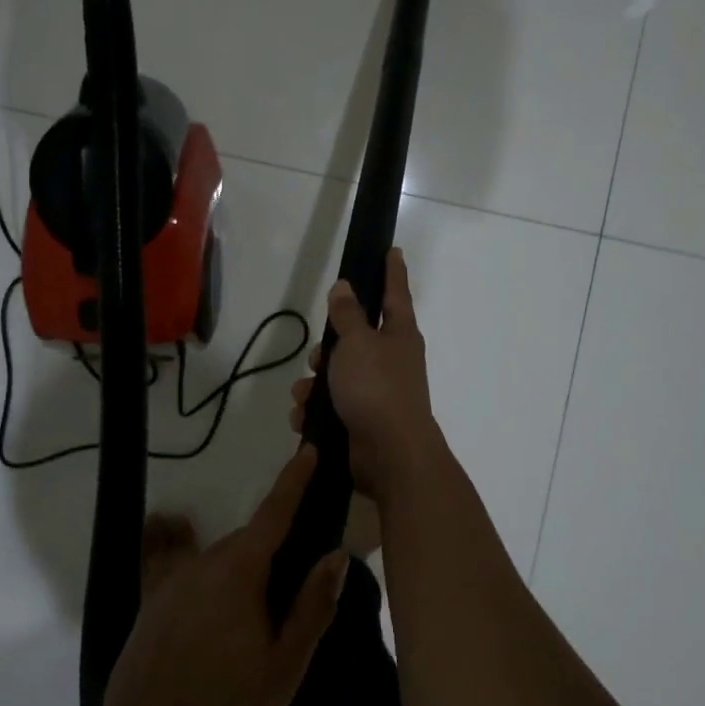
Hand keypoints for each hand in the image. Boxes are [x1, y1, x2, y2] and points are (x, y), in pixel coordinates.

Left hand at [100, 448, 348, 705]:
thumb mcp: (282, 668)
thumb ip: (310, 607)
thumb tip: (335, 554)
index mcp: (239, 574)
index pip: (274, 514)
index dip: (294, 481)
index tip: (308, 451)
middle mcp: (203, 563)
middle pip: (248, 541)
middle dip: (273, 551)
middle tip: (293, 591)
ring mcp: (171, 581)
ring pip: (217, 557)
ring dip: (239, 567)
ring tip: (249, 612)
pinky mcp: (150, 602)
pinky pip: (171, 561)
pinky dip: (179, 544)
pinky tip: (174, 535)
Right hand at [290, 247, 439, 502]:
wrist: (389, 455)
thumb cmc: (376, 388)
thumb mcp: (357, 343)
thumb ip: (348, 315)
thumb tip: (345, 287)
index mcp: (399, 336)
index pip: (394, 294)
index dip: (392, 271)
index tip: (393, 250)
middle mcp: (391, 361)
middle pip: (355, 340)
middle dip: (328, 348)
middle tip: (317, 356)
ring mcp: (377, 393)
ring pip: (337, 376)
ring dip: (314, 385)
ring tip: (305, 395)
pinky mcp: (362, 421)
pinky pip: (331, 407)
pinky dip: (316, 411)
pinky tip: (305, 419)